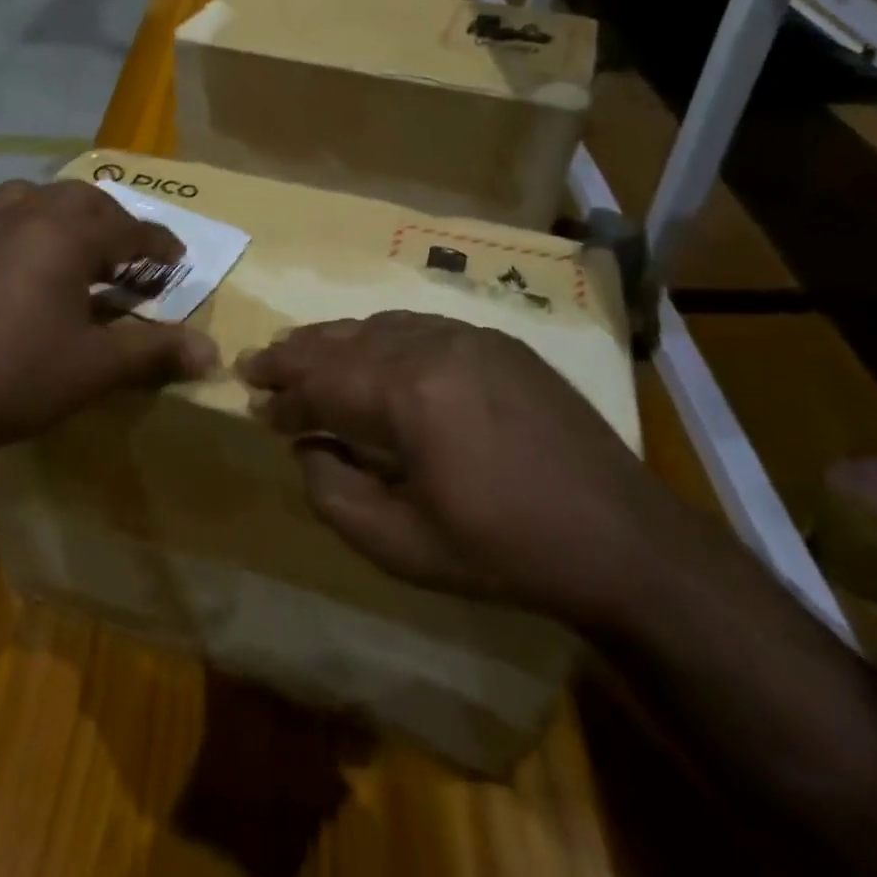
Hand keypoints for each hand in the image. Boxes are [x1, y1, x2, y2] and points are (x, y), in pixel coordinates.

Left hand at [0, 180, 216, 464]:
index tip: (178, 261)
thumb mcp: (95, 368)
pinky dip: (25, 228)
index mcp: (66, 233)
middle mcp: (24, 214)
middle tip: (129, 257)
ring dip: (65, 215)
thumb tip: (211, 352)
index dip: (160, 246)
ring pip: (34, 197)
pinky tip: (22, 266)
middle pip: (83, 200)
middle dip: (114, 223)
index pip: (130, 229)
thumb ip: (155, 351)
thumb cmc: (15, 376)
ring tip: (76, 247)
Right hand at [239, 311, 667, 630]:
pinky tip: (370, 349)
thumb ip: (336, 494)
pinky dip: (380, 335)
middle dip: (296, 354)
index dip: (283, 396)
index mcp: (407, 392)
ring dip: (336, 340)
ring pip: (380, 325)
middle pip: (344, 341)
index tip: (253, 405)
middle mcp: (432, 345)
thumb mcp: (403, 546)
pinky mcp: (497, 341)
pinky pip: (419, 325)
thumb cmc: (506, 551)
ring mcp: (469, 336)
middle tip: (257, 363)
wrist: (623, 539)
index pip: (322, 383)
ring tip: (303, 351)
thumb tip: (306, 449)